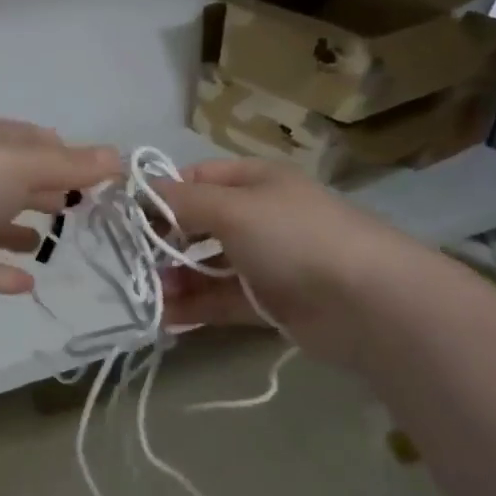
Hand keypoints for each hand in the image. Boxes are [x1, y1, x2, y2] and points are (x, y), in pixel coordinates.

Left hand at [0, 119, 120, 302]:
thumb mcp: (25, 164)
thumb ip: (72, 165)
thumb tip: (118, 157)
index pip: (27, 141)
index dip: (61, 153)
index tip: (93, 173)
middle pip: (10, 182)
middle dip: (41, 192)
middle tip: (77, 208)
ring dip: (15, 232)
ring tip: (45, 243)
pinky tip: (27, 284)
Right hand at [151, 158, 420, 366]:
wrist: (367, 304)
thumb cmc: (294, 237)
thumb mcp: (231, 208)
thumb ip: (181, 201)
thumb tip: (139, 190)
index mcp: (255, 181)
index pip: (197, 178)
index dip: (162, 194)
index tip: (128, 217)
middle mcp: (260, 216)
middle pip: (199, 224)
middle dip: (164, 241)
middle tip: (132, 261)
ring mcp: (266, 261)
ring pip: (208, 265)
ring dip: (175, 277)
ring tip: (146, 293)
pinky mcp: (270, 302)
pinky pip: (222, 299)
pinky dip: (194, 306)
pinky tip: (165, 316)